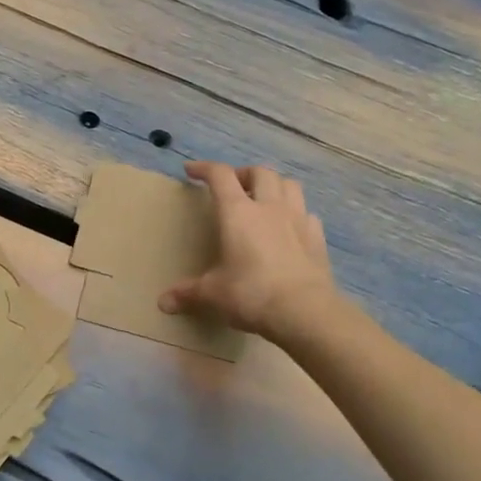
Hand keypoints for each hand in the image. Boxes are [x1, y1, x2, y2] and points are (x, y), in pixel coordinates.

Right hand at [159, 161, 335, 337]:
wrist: (305, 312)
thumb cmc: (251, 294)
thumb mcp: (213, 293)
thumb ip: (188, 293)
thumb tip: (163, 303)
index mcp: (237, 213)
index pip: (220, 175)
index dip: (204, 168)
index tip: (191, 171)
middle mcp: (269, 207)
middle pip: (260, 172)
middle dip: (243, 173)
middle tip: (233, 187)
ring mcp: (298, 220)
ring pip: (289, 184)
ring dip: (274, 185)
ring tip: (263, 199)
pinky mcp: (317, 238)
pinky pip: (307, 213)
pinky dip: (295, 212)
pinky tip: (289, 227)